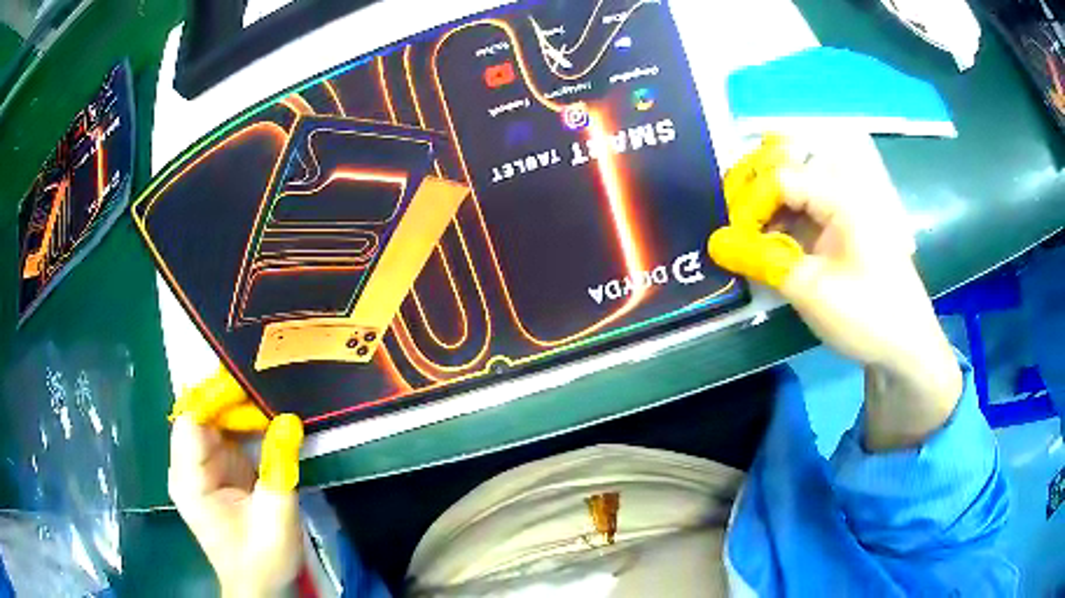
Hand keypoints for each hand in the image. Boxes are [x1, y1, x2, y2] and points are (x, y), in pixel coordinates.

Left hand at [168, 366, 304, 596]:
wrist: (260, 586)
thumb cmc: (262, 559)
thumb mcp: (276, 517)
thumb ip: (279, 467)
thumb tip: (289, 419)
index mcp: (190, 479)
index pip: (192, 420)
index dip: (217, 397)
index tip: (252, 382)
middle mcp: (187, 467)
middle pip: (201, 414)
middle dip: (233, 399)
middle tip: (269, 387)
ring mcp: (201, 467)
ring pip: (214, 420)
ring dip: (240, 409)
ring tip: (272, 396)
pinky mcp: (216, 469)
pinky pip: (225, 434)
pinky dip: (245, 424)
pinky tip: (267, 418)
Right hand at [709, 136, 962, 449]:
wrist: (907, 349)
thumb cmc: (868, 316)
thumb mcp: (813, 290)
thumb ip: (763, 260)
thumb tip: (715, 243)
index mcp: (842, 196)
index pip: (781, 177)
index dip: (750, 203)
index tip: (731, 240)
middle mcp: (842, 193)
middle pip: (787, 172)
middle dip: (751, 193)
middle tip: (728, 223)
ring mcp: (842, 213)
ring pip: (792, 193)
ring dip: (764, 210)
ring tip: (741, 236)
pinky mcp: (840, 234)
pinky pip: (802, 216)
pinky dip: (779, 228)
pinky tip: (765, 247)